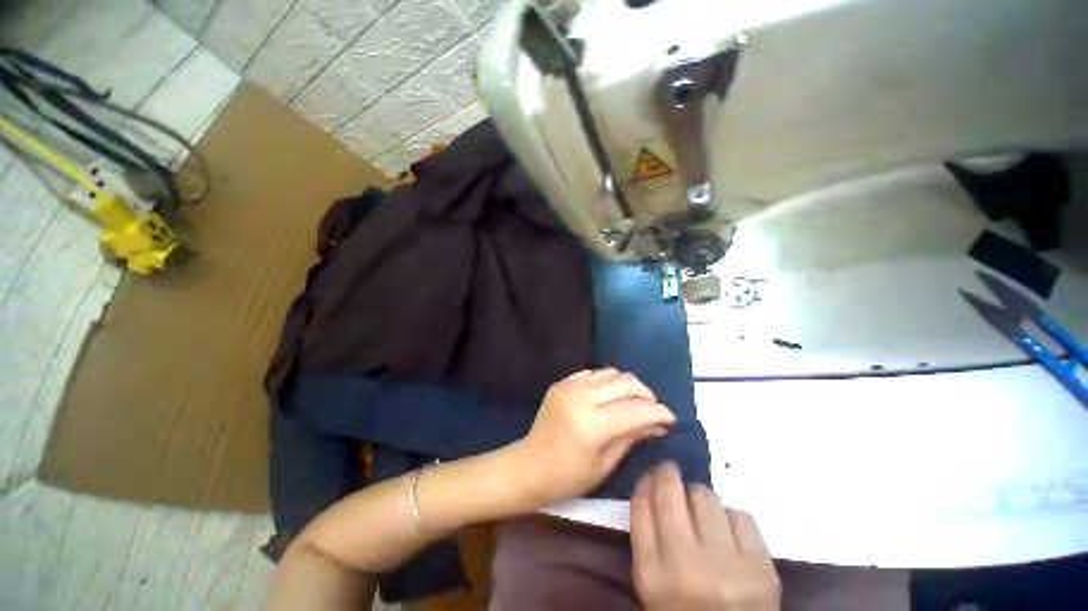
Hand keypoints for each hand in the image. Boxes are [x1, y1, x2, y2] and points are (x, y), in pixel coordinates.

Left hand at [512, 368, 675, 506]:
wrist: (528, 466)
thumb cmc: (567, 478)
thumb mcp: (604, 465)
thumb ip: (631, 437)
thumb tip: (658, 424)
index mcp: (591, 425)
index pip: (635, 409)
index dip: (658, 412)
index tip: (671, 419)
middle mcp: (580, 397)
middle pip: (625, 382)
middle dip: (646, 394)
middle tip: (653, 410)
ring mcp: (568, 386)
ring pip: (611, 372)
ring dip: (627, 386)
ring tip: (632, 403)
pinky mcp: (562, 382)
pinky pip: (593, 373)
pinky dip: (607, 382)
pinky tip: (608, 398)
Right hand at [632, 463, 780, 610]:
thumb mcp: (653, 586)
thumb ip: (648, 540)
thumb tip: (650, 487)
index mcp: (652, 576)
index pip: (640, 507)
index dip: (644, 482)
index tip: (648, 475)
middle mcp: (685, 567)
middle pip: (669, 493)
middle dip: (667, 473)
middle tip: (670, 470)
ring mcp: (726, 567)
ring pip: (706, 497)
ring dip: (700, 497)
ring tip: (702, 510)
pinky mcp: (762, 569)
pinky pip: (741, 516)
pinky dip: (732, 519)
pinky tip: (730, 534)